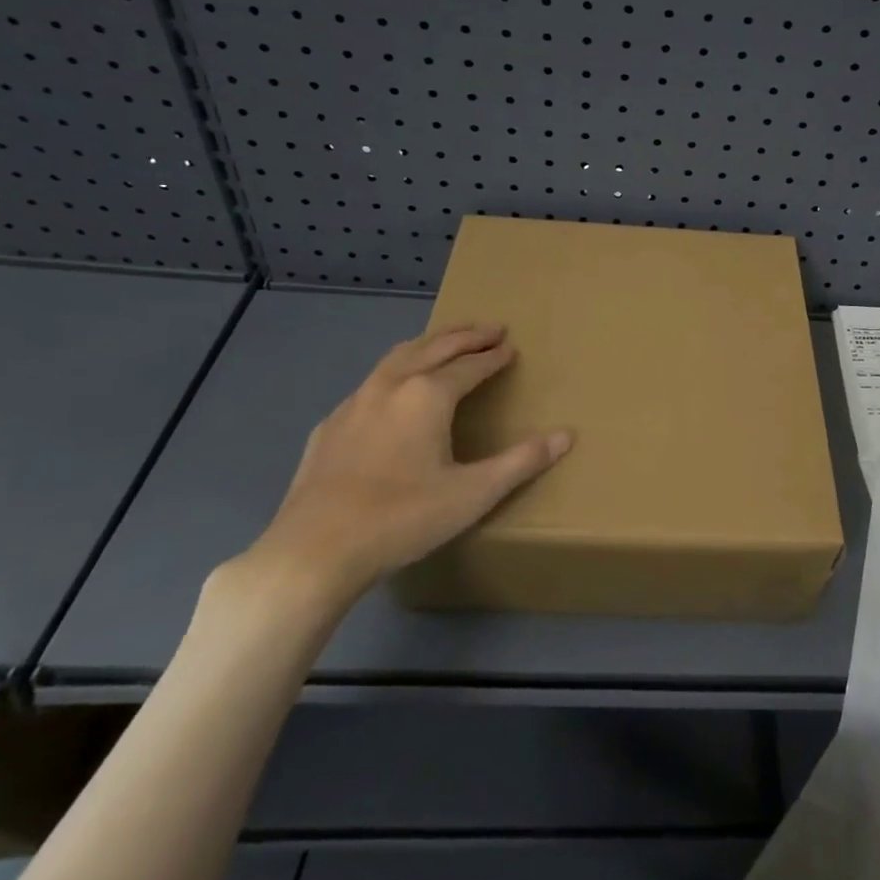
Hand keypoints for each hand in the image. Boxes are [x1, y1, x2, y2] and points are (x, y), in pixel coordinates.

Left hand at [233, 324, 571, 614]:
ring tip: (447, 340)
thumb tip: (566, 436)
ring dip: (429, 343)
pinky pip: (371, 382)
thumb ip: (521, 462)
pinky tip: (394, 390)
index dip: (494, 356)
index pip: (470, 365)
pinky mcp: (330, 425)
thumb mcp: (473, 494)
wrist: (313, 551)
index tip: (511, 346)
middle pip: (435, 346)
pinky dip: (396, 370)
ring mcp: (355, 402)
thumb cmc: (402, 519)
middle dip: (466, 335)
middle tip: (490, 328)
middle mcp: (392, 385)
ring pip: (398, 356)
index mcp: (428, 395)